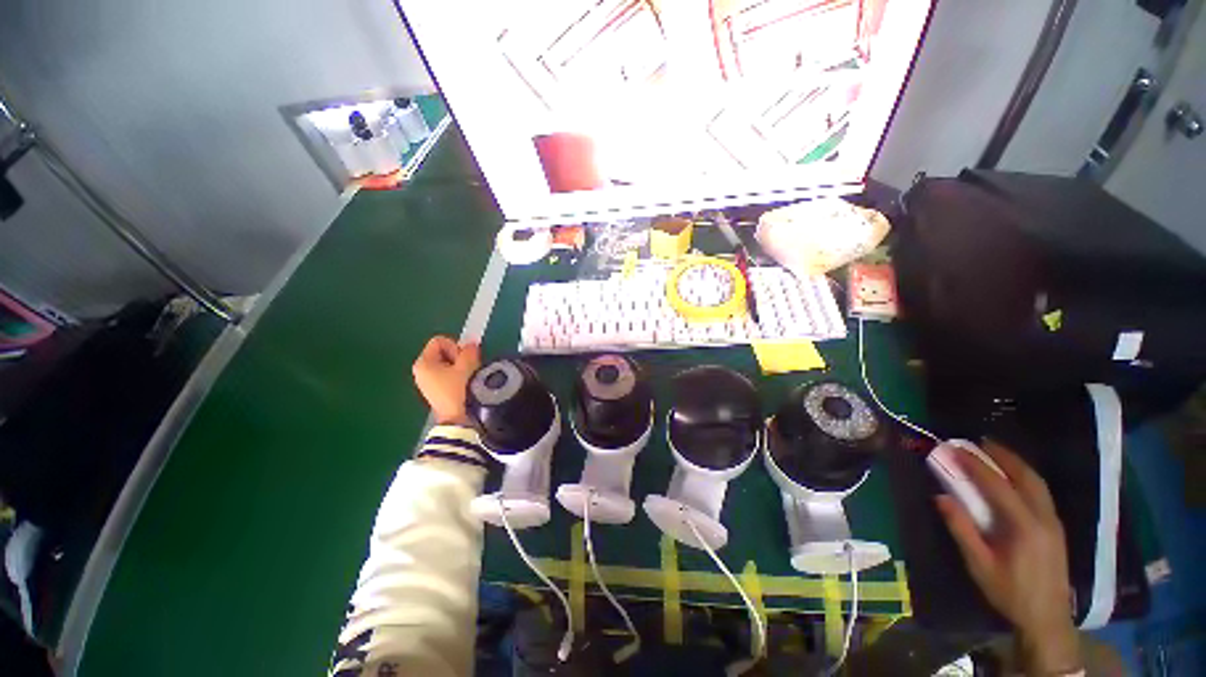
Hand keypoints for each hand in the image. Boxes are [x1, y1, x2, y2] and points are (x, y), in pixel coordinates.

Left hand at [412, 336, 480, 425]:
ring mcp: (426, 381)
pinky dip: (456, 376)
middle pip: (442, 351)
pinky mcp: (434, 389)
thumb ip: (469, 351)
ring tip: (467, 377)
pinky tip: (463, 385)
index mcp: (423, 362)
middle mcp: (421, 370)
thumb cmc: (457, 390)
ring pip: (446, 363)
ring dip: (459, 367)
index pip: (440, 341)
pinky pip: (446, 374)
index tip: (462, 361)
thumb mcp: (466, 366)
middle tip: (467, 369)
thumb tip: (471, 344)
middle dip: (458, 357)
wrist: (456, 418)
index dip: (454, 346)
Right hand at [935, 440, 1080, 674]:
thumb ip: (962, 530)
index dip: (976, 465)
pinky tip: (1014, 478)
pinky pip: (1042, 493)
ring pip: (1038, 483)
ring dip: (1017, 464)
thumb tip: (940, 497)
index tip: (957, 449)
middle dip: (1004, 456)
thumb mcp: (980, 565)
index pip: (998, 486)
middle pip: (1027, 477)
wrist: (1047, 619)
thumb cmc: (1009, 592)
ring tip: (996, 452)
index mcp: (1024, 527)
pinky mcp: (1056, 528)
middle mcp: (1044, 518)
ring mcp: (1054, 522)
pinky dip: (1026, 477)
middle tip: (981, 442)